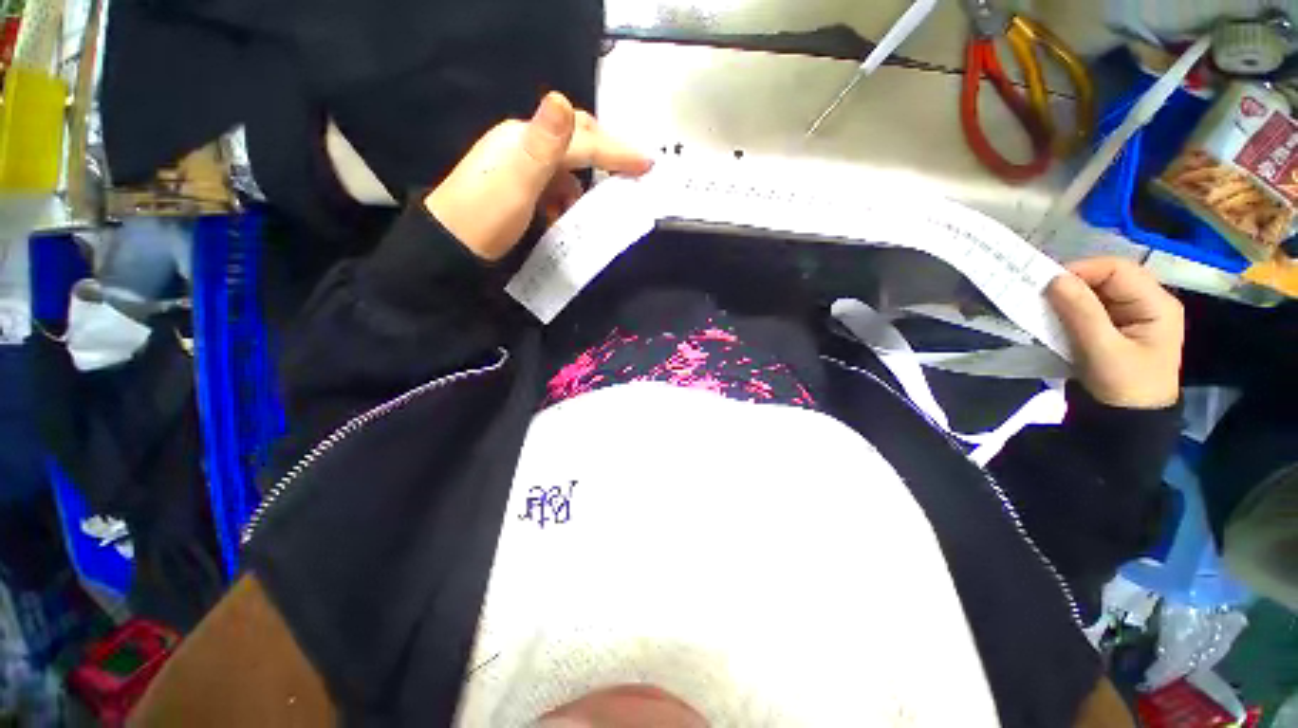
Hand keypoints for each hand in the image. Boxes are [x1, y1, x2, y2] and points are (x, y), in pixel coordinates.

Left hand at [425, 93, 653, 260]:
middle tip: (630, 174)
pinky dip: (567, 196)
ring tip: (595, 205)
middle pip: (575, 140)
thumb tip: (561, 99)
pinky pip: (554, 183)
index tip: (647, 164)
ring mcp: (520, 165)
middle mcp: (525, 144)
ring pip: (567, 165)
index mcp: (527, 139)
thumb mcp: (517, 181)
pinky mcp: (519, 185)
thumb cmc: (487, 217)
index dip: (616, 151)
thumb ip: (543, 144)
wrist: (450, 246)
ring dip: (585, 182)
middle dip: (605, 155)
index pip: (581, 139)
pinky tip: (565, 212)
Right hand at [1047, 257, 1183, 408]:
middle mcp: (1147, 302)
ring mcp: (1131, 315)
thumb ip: (1081, 312)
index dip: (1082, 270)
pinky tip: (1053, 319)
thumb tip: (1054, 279)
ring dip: (1067, 298)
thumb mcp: (1101, 350)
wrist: (1125, 422)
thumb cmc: (1122, 387)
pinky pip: (1089, 308)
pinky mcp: (1114, 327)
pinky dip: (1068, 310)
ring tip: (1042, 309)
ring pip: (1095, 292)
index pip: (1118, 269)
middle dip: (1072, 284)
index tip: (1045, 285)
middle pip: (1106, 278)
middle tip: (1038, 297)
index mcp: (1156, 304)